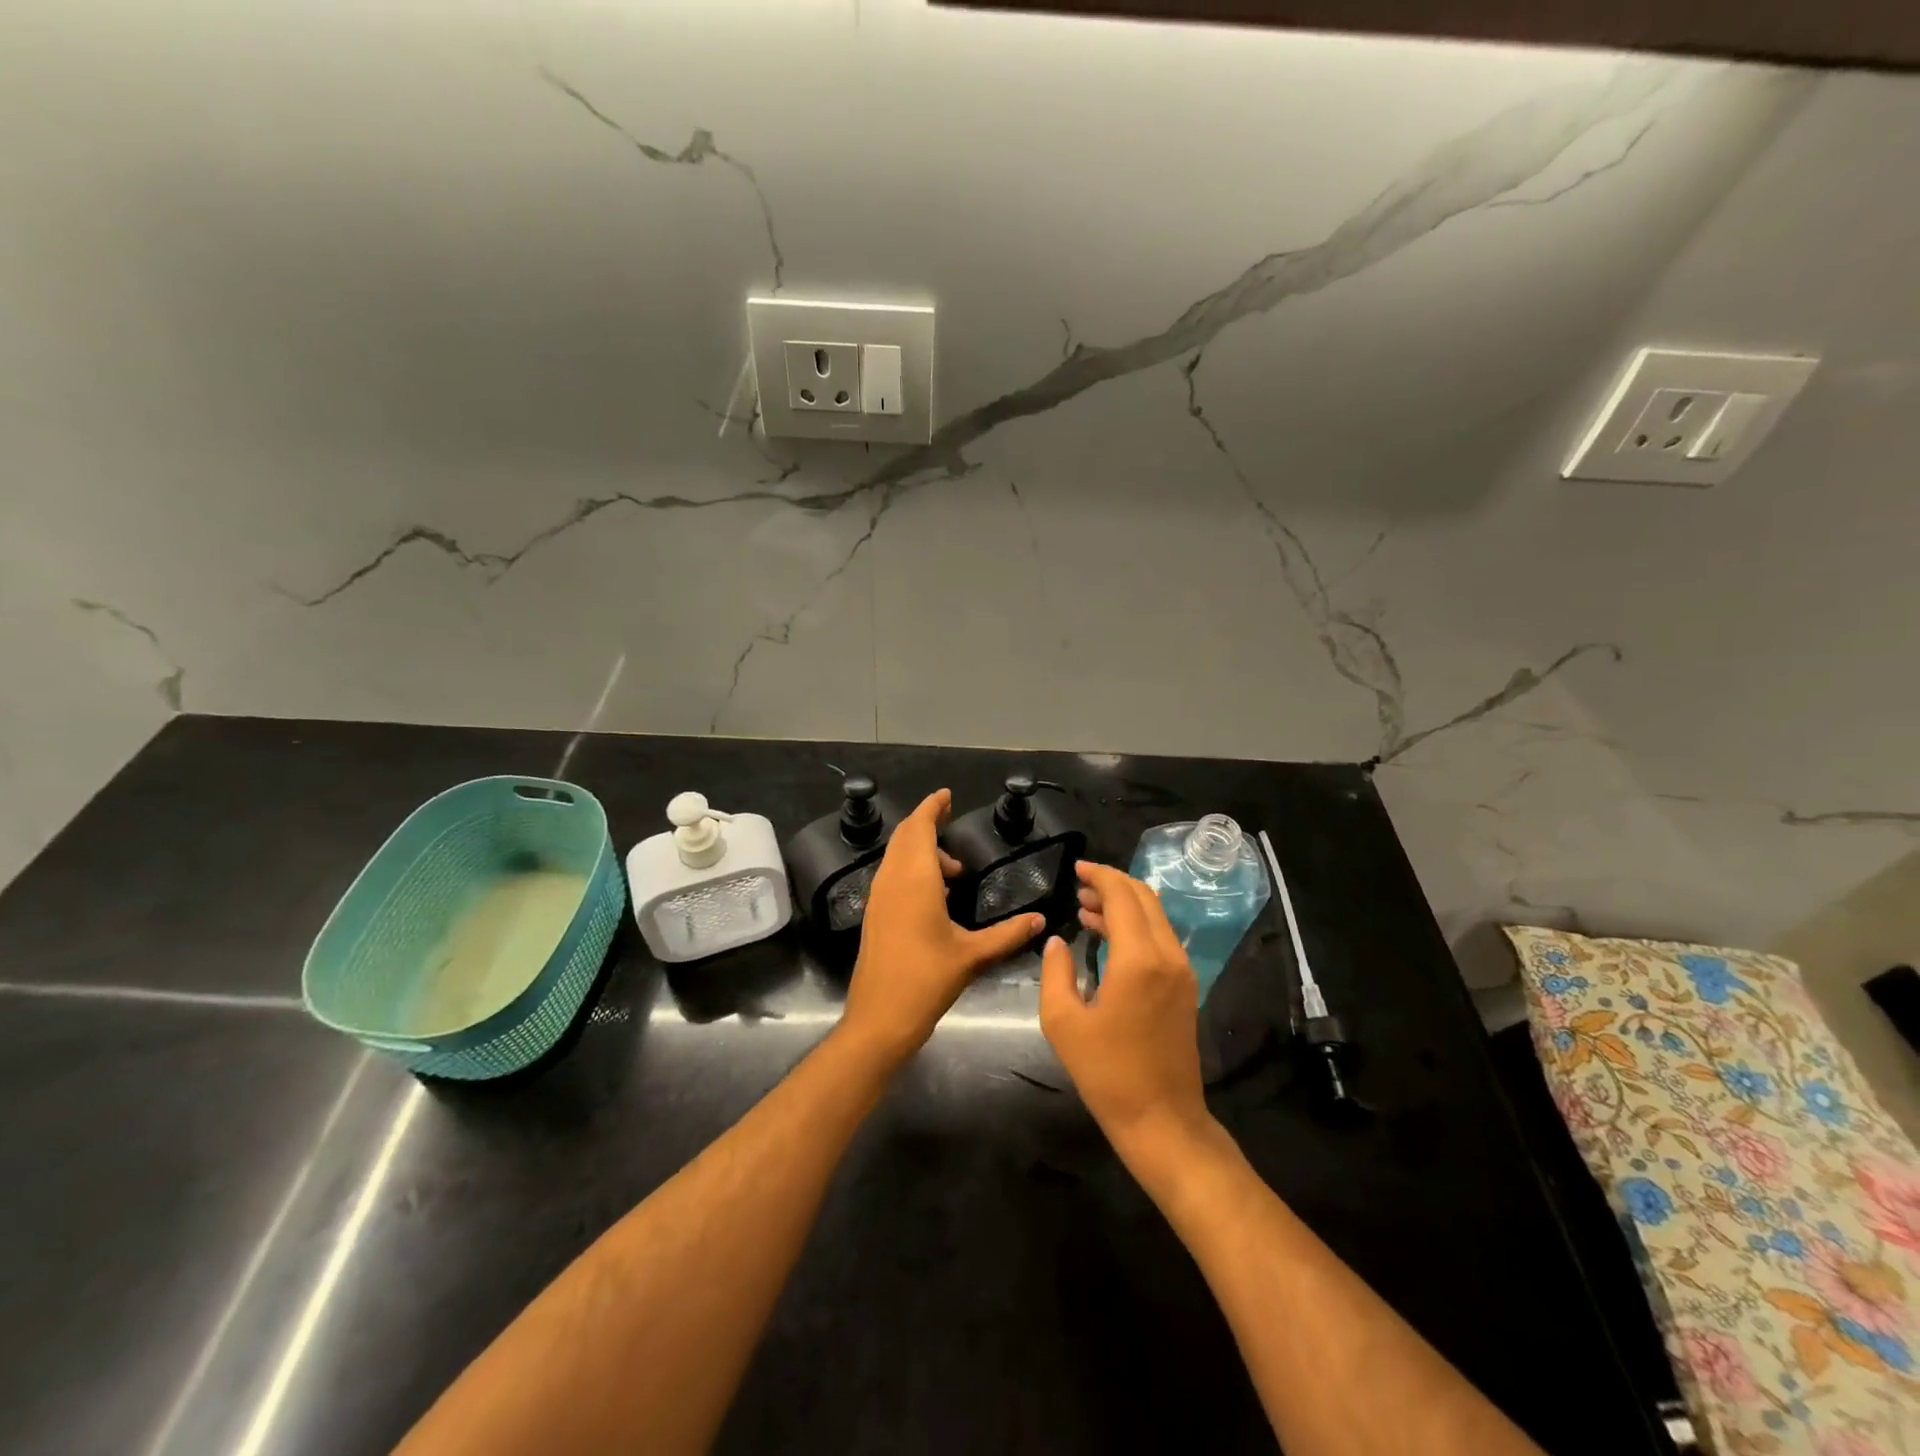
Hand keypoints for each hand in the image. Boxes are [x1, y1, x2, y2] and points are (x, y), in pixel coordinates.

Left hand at [839, 789, 1044, 1067]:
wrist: (879, 1018)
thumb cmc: (926, 980)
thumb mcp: (972, 955)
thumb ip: (1008, 934)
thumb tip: (1040, 920)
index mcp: (915, 879)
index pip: (919, 827)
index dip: (932, 807)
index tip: (947, 795)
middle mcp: (892, 880)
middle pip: (905, 836)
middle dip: (927, 823)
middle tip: (951, 819)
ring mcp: (879, 897)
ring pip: (897, 856)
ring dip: (921, 850)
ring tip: (955, 870)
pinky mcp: (875, 914)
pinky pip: (893, 875)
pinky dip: (912, 869)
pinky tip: (936, 894)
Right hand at [1040, 861, 1211, 1154]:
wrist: (1162, 1120)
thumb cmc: (1107, 1072)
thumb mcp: (1063, 1022)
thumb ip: (1056, 972)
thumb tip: (1056, 942)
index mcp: (1139, 959)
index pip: (1122, 896)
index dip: (1099, 876)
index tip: (1076, 869)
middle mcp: (1167, 955)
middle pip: (1144, 898)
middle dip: (1112, 885)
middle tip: (1079, 886)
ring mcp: (1182, 971)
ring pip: (1155, 917)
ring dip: (1123, 905)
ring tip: (1086, 910)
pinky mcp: (1185, 988)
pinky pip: (1160, 939)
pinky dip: (1135, 927)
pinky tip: (1107, 938)